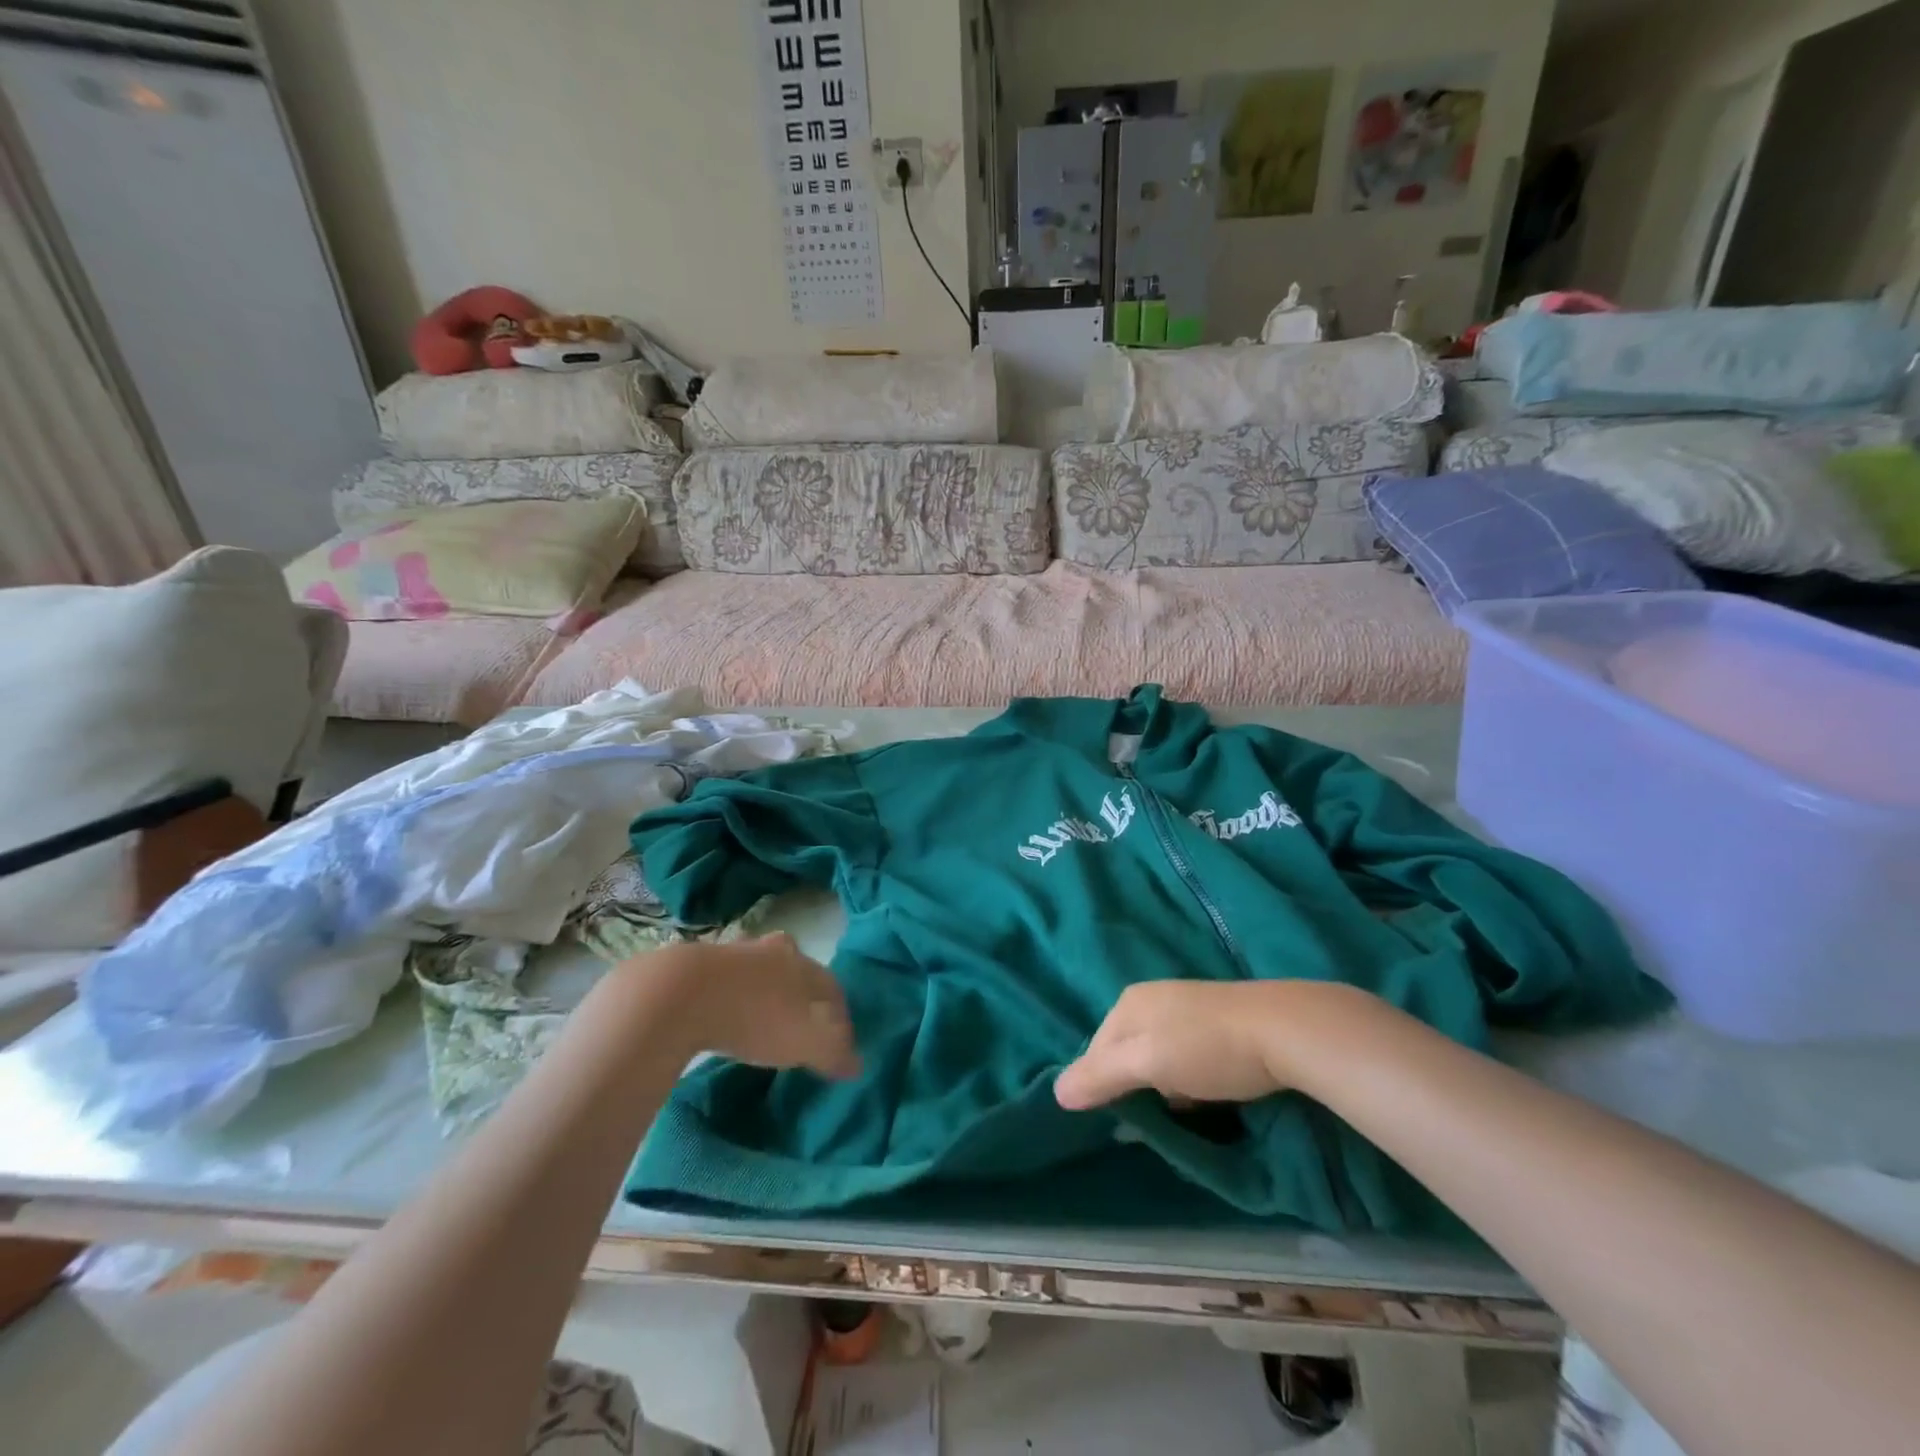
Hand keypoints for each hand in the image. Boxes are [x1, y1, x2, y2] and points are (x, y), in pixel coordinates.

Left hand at [646, 934, 860, 1080]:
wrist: (679, 996)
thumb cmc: (756, 1015)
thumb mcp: (806, 1042)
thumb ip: (834, 1053)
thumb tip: (857, 1065)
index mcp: (801, 962)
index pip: (831, 985)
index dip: (839, 1014)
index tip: (838, 1039)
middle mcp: (770, 950)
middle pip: (793, 968)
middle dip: (798, 992)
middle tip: (797, 1020)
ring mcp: (730, 954)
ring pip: (755, 972)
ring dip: (760, 992)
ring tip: (756, 1022)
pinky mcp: (693, 967)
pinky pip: (721, 983)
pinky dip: (726, 999)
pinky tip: (720, 1018)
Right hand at [1055, 981, 1301, 1110]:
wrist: (1284, 1030)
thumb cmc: (1206, 1047)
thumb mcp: (1147, 1063)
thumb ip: (1101, 1076)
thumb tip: (1056, 1092)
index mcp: (1129, 1002)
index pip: (1096, 1049)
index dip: (1102, 1086)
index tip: (1121, 1121)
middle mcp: (1152, 998)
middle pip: (1126, 1052)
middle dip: (1135, 1087)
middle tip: (1154, 1120)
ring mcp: (1186, 1008)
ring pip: (1157, 1057)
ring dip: (1164, 1087)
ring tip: (1185, 1112)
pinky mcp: (1216, 1022)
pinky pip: (1185, 1055)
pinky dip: (1189, 1079)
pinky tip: (1208, 1094)